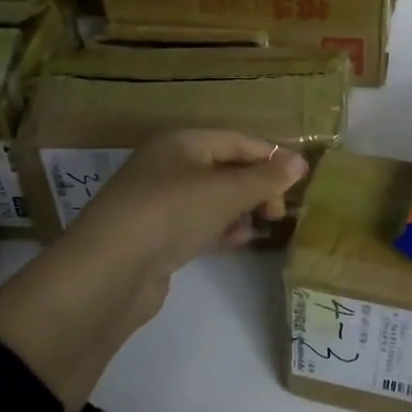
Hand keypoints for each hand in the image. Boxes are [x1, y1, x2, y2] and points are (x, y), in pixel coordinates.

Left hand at [0, 131, 307, 411]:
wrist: (110, 271)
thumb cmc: (171, 213)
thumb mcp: (225, 191)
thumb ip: (265, 178)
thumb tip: (301, 162)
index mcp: (181, 143)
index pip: (236, 141)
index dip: (269, 157)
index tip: (297, 183)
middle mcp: (169, 166)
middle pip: (225, 169)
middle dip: (256, 187)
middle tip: (278, 212)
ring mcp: (160, 202)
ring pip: (213, 199)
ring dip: (241, 210)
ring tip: (261, 227)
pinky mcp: (157, 235)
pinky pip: (199, 224)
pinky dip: (220, 230)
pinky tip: (237, 243)